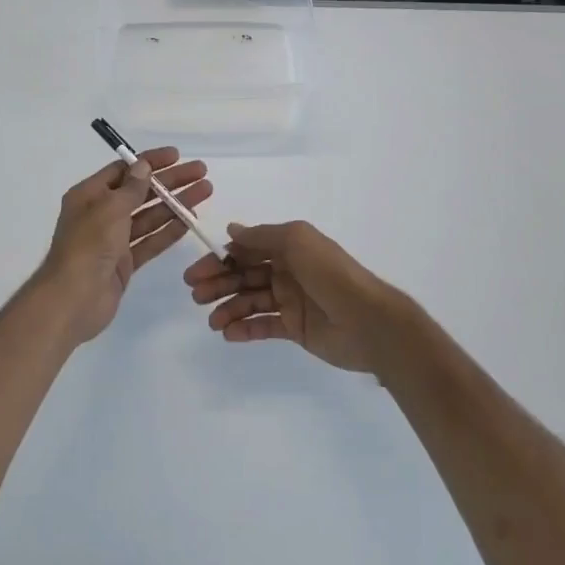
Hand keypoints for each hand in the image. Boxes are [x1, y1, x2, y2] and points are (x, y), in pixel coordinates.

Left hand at [34, 149, 211, 344]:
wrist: (73, 300)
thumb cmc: (88, 246)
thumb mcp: (110, 209)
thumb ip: (131, 188)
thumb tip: (142, 166)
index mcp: (90, 195)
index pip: (124, 170)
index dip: (150, 162)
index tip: (177, 155)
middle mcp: (101, 214)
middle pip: (141, 192)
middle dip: (170, 182)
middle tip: (201, 173)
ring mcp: (114, 240)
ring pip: (150, 216)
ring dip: (175, 204)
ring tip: (204, 192)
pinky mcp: (124, 263)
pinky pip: (150, 241)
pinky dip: (169, 231)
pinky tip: (190, 221)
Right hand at [184, 221, 415, 373]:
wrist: (368, 320)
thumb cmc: (330, 274)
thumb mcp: (296, 241)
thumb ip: (262, 237)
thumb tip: (232, 230)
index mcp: (288, 247)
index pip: (246, 250)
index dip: (220, 259)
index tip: (197, 271)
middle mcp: (287, 270)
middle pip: (244, 275)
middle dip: (218, 283)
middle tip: (195, 296)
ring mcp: (291, 300)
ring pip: (250, 301)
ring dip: (228, 308)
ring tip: (212, 321)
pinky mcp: (295, 328)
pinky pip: (263, 326)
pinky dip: (244, 329)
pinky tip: (229, 334)